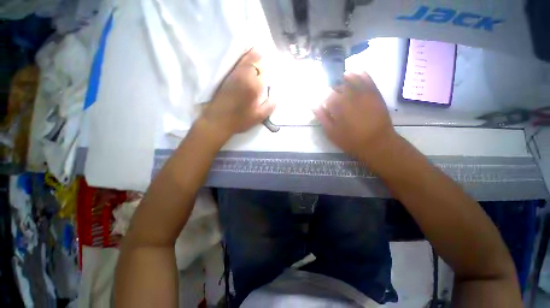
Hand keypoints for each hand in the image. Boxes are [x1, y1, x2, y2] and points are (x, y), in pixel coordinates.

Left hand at [200, 48, 274, 140]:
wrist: (218, 120)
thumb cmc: (239, 120)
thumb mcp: (258, 117)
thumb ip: (270, 106)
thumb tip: (275, 97)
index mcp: (254, 85)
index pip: (265, 70)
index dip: (269, 69)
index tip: (272, 71)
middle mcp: (244, 75)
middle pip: (255, 60)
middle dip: (262, 58)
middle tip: (267, 58)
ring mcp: (234, 74)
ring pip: (245, 58)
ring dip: (253, 54)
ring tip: (259, 52)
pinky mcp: (226, 76)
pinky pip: (237, 62)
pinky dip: (243, 57)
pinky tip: (246, 57)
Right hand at [313, 72, 398, 163]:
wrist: (377, 142)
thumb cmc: (351, 140)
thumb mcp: (332, 132)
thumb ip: (322, 117)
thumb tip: (313, 105)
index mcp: (338, 106)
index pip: (327, 94)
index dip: (324, 96)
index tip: (323, 100)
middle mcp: (350, 96)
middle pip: (339, 86)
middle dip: (334, 89)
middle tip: (333, 95)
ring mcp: (363, 93)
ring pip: (352, 80)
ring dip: (345, 78)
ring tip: (343, 77)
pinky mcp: (374, 94)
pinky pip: (367, 79)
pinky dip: (361, 74)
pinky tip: (357, 71)